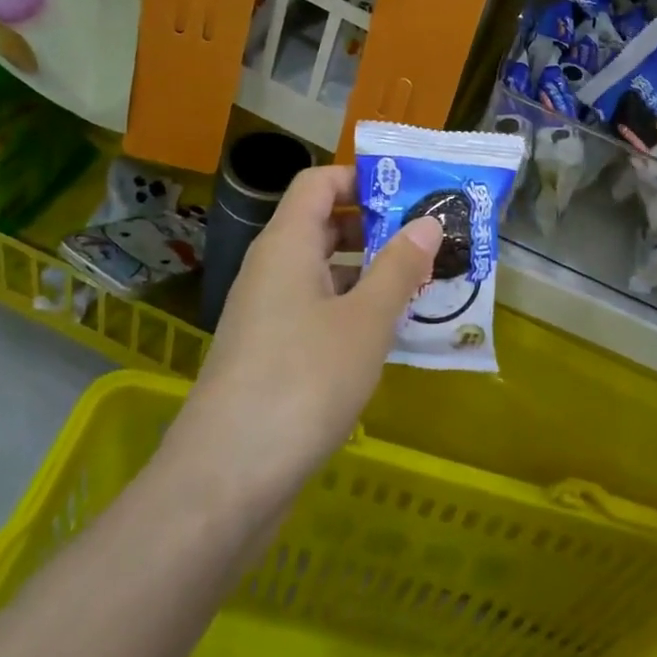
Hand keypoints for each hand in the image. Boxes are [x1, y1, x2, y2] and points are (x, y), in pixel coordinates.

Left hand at [165, 166, 441, 505]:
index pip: (318, 182)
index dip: (361, 177)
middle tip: (430, 237)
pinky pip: (317, 311)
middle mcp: (271, 270)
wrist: (226, 480)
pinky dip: (353, 310)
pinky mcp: (270, 355)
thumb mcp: (365, 321)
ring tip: (423, 282)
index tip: (410, 191)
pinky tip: (389, 333)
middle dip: (376, 226)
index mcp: (286, 245)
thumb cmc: (303, 382)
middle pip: (322, 224)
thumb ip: (399, 267)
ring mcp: (267, 315)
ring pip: (323, 272)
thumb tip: (427, 222)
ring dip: (369, 272)